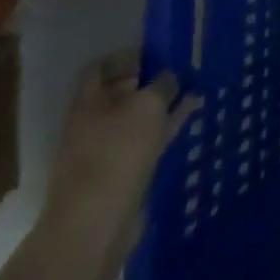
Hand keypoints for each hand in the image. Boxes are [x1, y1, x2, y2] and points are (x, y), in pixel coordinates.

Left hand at [45, 50, 200, 252]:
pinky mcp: (119, 173)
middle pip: (119, 93)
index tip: (155, 55)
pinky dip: (165, 128)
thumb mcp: (149, 105)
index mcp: (87, 101)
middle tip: (179, 72)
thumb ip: (164, 85)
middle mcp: (90, 122)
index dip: (126, 57)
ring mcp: (104, 150)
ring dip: (161, 106)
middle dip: (148, 82)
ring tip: (192, 91)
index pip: (100, 67)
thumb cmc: (118, 152)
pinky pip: (144, 141)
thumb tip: (170, 79)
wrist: (95, 223)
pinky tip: (189, 117)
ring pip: (135, 118)